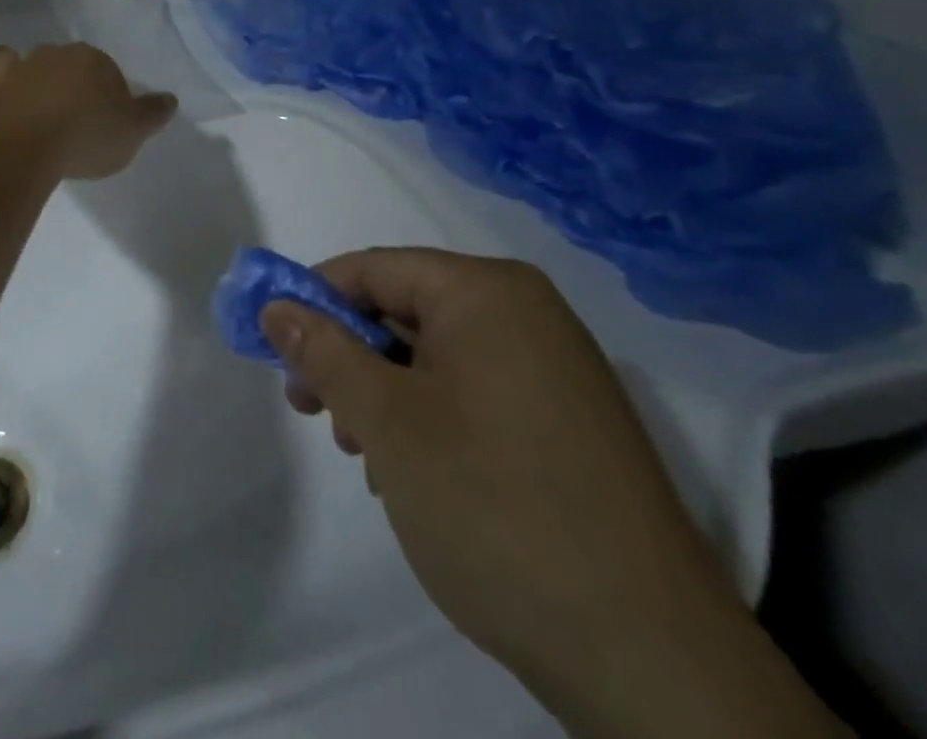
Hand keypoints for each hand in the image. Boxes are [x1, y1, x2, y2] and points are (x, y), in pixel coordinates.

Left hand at [0, 43, 176, 180]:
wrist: (24, 142)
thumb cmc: (87, 134)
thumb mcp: (133, 130)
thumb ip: (152, 113)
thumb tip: (170, 99)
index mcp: (90, 60)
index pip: (103, 66)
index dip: (104, 87)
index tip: (104, 113)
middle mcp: (49, 57)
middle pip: (58, 60)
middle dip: (60, 76)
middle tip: (65, 107)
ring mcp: (11, 72)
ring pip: (12, 61)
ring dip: (14, 72)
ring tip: (19, 95)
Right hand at [262, 250, 844, 737]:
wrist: (650, 658)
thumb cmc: (494, 506)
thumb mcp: (386, 421)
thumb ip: (322, 352)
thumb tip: (275, 306)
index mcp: (487, 292)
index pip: (373, 269)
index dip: (314, 300)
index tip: (276, 349)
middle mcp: (526, 314)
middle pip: (404, 310)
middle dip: (350, 356)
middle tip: (314, 411)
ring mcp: (555, 369)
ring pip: (435, 356)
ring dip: (384, 394)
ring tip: (366, 454)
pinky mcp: (569, 423)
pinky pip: (475, 392)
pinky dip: (430, 417)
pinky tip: (416, 476)